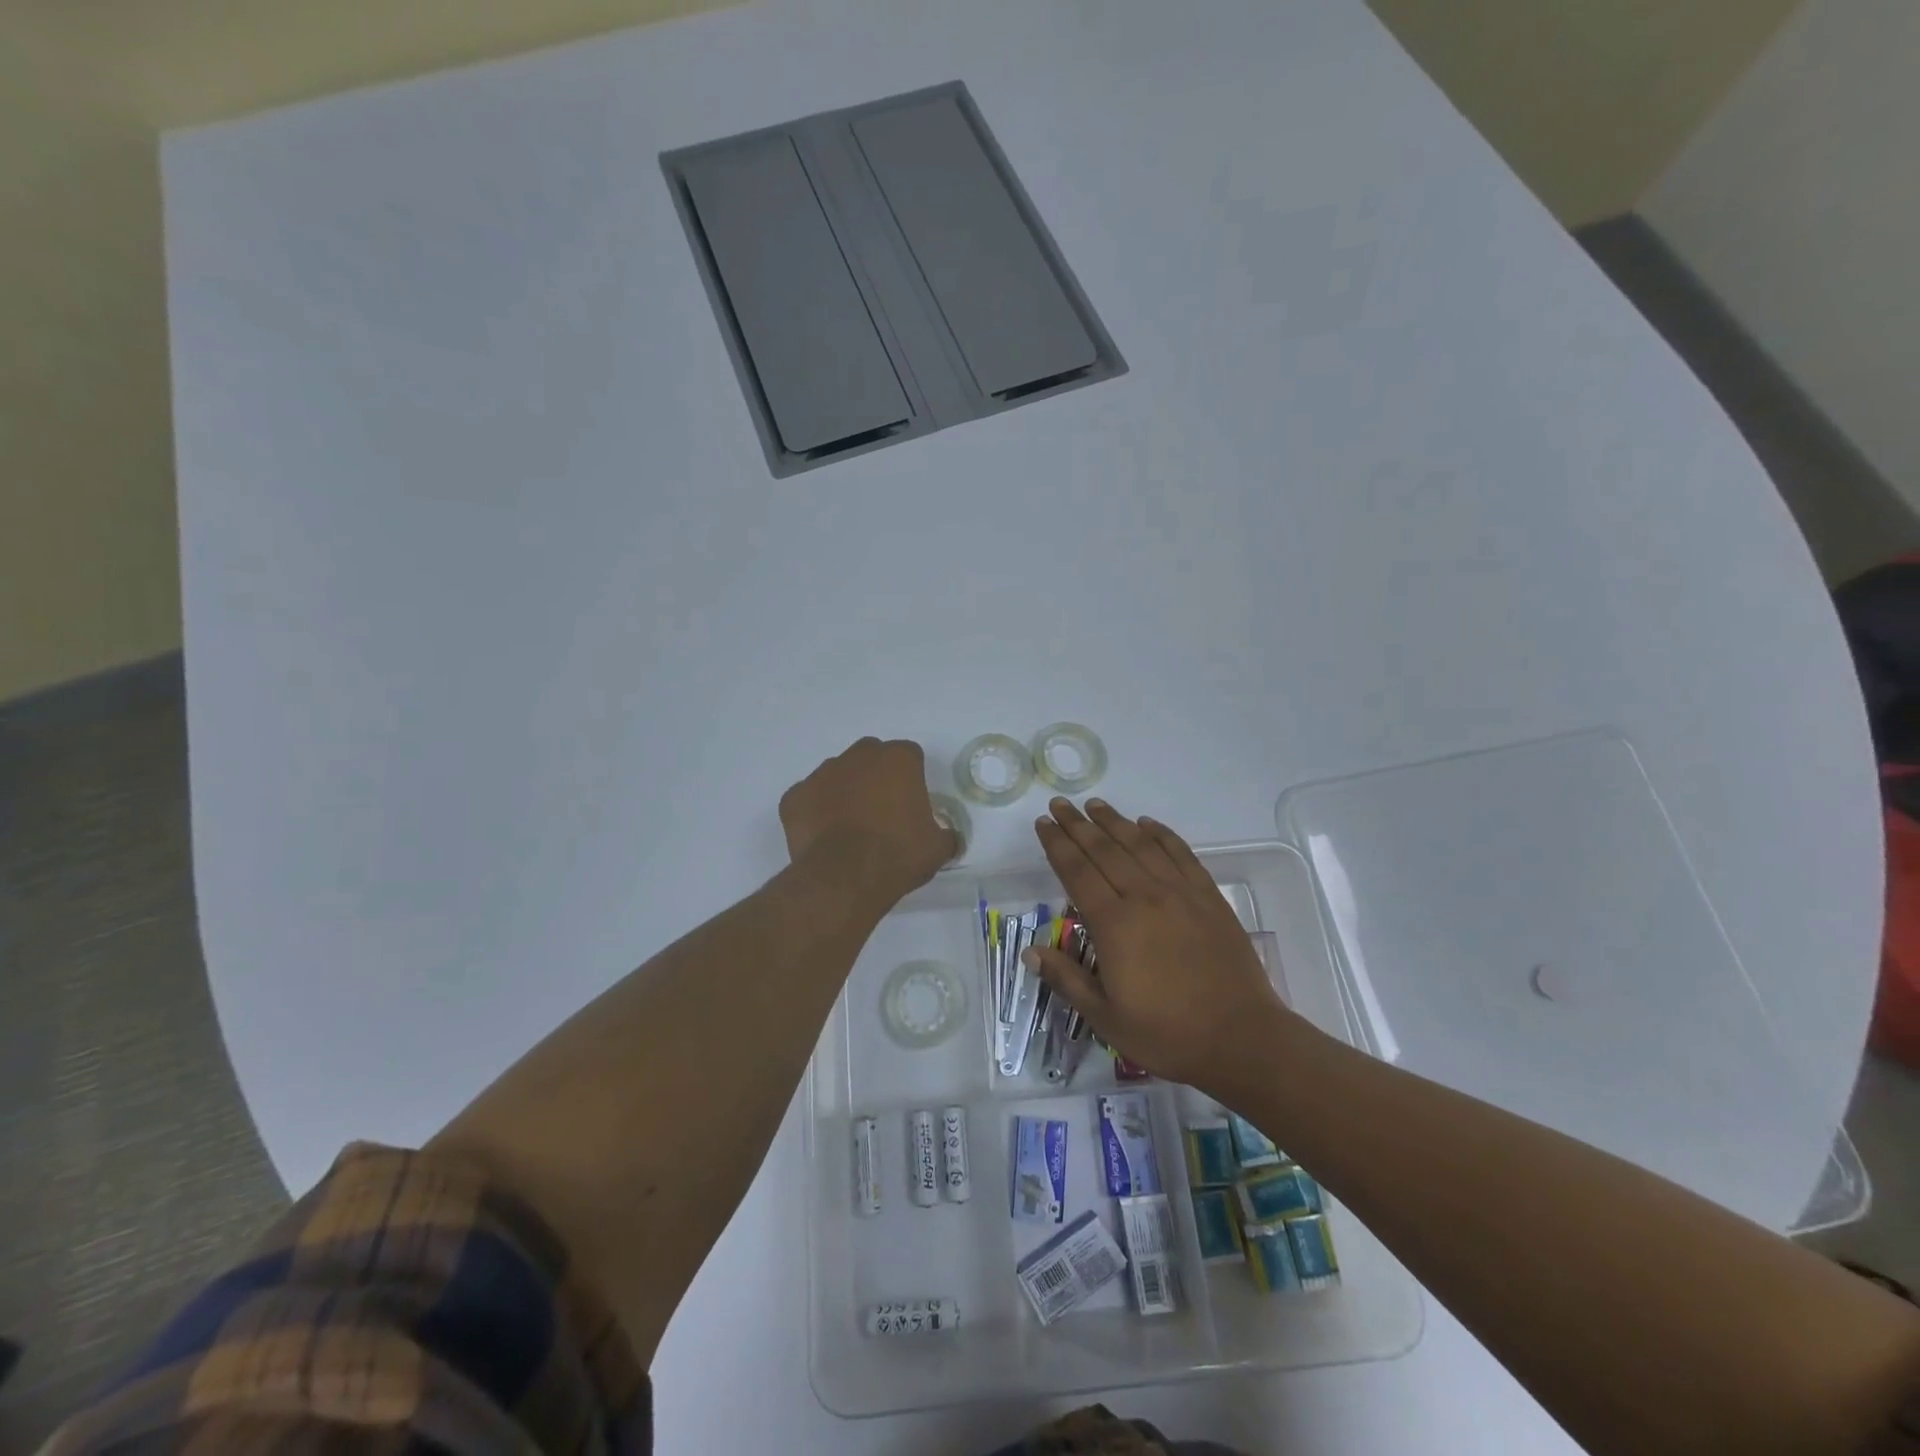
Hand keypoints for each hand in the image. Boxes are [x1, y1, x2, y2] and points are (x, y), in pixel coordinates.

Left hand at [779, 738, 958, 902]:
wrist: (844, 878)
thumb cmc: (897, 855)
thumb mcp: (937, 848)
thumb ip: (945, 834)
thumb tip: (948, 837)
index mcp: (898, 759)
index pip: (910, 756)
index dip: (911, 778)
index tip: (912, 804)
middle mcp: (859, 756)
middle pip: (871, 757)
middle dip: (876, 776)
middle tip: (882, 811)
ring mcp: (822, 773)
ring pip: (837, 774)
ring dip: (845, 791)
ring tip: (850, 826)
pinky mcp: (794, 796)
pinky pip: (809, 798)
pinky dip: (815, 811)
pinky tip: (823, 836)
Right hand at [1025, 798, 1293, 1091]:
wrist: (1241, 1038)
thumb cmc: (1167, 1033)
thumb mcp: (1105, 1017)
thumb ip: (1066, 979)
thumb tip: (1029, 950)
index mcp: (1114, 925)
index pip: (1077, 872)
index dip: (1057, 845)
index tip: (1044, 823)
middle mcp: (1144, 897)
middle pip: (1104, 851)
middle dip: (1078, 825)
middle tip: (1060, 804)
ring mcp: (1180, 893)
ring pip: (1140, 845)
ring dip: (1114, 821)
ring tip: (1095, 804)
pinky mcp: (1209, 897)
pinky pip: (1181, 854)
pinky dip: (1162, 834)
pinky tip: (1147, 824)